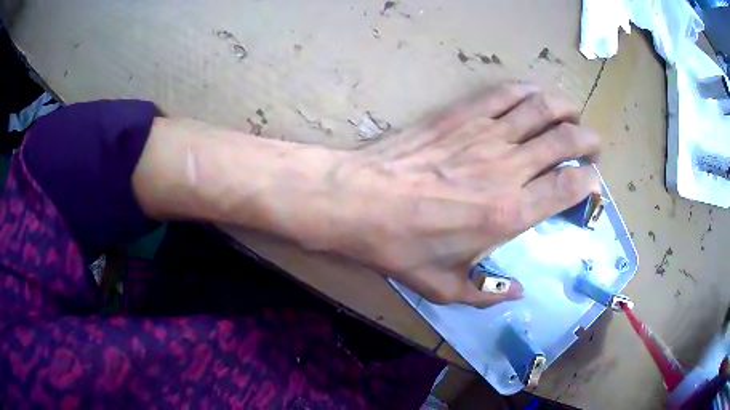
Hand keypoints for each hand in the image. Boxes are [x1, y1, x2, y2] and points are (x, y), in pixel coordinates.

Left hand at [314, 83, 600, 306]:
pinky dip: (527, 91)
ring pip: (541, 109)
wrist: (357, 200)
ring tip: (572, 113)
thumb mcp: (441, 286)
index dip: (589, 180)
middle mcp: (508, 168)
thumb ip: (485, 293)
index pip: (568, 186)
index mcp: (510, 212)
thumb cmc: (399, 246)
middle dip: (587, 138)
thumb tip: (516, 292)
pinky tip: (535, 94)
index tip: (593, 181)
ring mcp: (485, 134)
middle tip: (591, 143)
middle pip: (565, 140)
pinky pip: (504, 94)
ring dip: (564, 108)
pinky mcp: (461, 114)